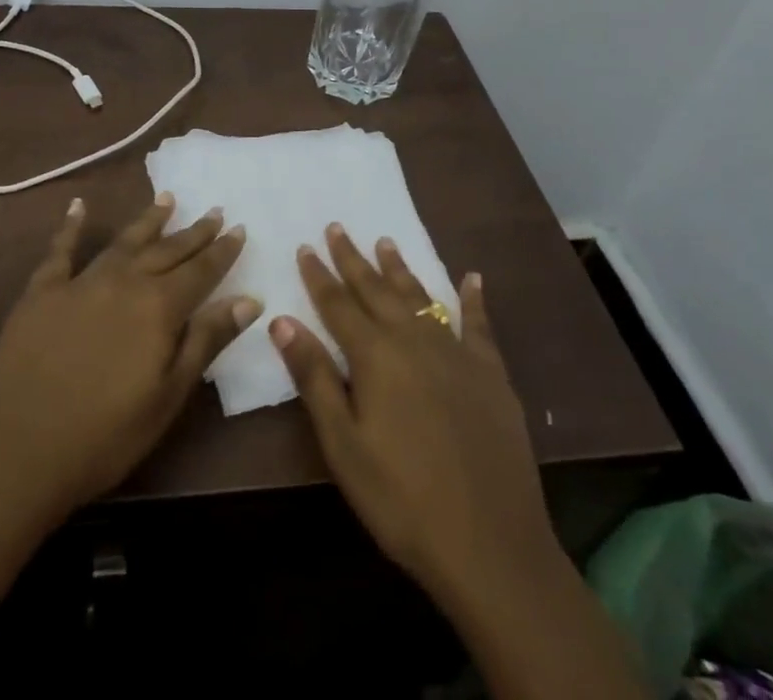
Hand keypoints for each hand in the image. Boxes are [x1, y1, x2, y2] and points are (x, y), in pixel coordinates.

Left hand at [0, 193, 256, 524]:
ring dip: (148, 220)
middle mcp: (124, 281)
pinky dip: (70, 226)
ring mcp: (81, 282)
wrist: (14, 450)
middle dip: (194, 232)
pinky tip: (78, 206)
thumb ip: (206, 341)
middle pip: (166, 250)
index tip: (240, 228)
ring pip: (124, 242)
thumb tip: (248, 299)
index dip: (222, 251)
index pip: (201, 271)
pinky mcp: (42, 291)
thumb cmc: (103, 437)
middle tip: (215, 211)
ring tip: (168, 199)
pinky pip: (60, 249)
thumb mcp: (167, 397)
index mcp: (158, 308)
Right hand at [270, 225, 569, 615]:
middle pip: (376, 290)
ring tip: (385, 242)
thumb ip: (314, 377)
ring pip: (420, 297)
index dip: (318, 275)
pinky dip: (473, 299)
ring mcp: (456, 353)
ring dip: (399, 269)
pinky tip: (472, 278)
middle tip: (337, 227)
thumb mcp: (343, 444)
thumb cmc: (401, 498)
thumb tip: (281, 320)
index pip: (337, 304)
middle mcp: (413, 340)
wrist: (490, 546)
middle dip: (353, 259)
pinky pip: (479, 325)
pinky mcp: (491, 373)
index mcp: (375, 355)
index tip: (305, 246)